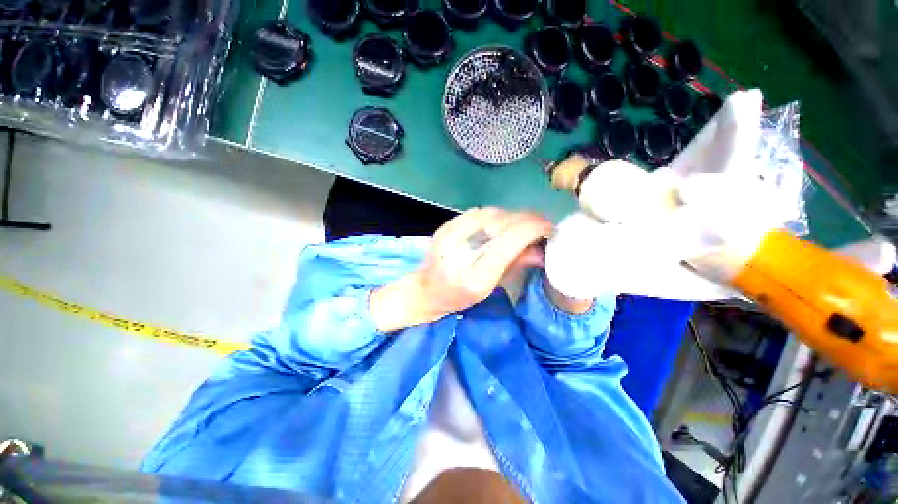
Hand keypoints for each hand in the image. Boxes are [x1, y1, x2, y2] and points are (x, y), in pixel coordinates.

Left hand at [371, 208, 551, 331]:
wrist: (426, 289)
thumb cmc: (459, 298)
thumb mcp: (489, 289)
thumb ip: (515, 265)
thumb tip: (541, 249)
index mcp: (475, 276)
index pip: (509, 240)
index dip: (533, 228)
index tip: (549, 228)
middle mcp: (462, 251)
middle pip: (502, 222)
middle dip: (527, 219)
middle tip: (540, 223)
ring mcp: (450, 235)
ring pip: (491, 213)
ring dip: (512, 215)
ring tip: (522, 223)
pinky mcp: (446, 226)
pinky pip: (478, 211)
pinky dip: (495, 214)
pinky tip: (500, 221)